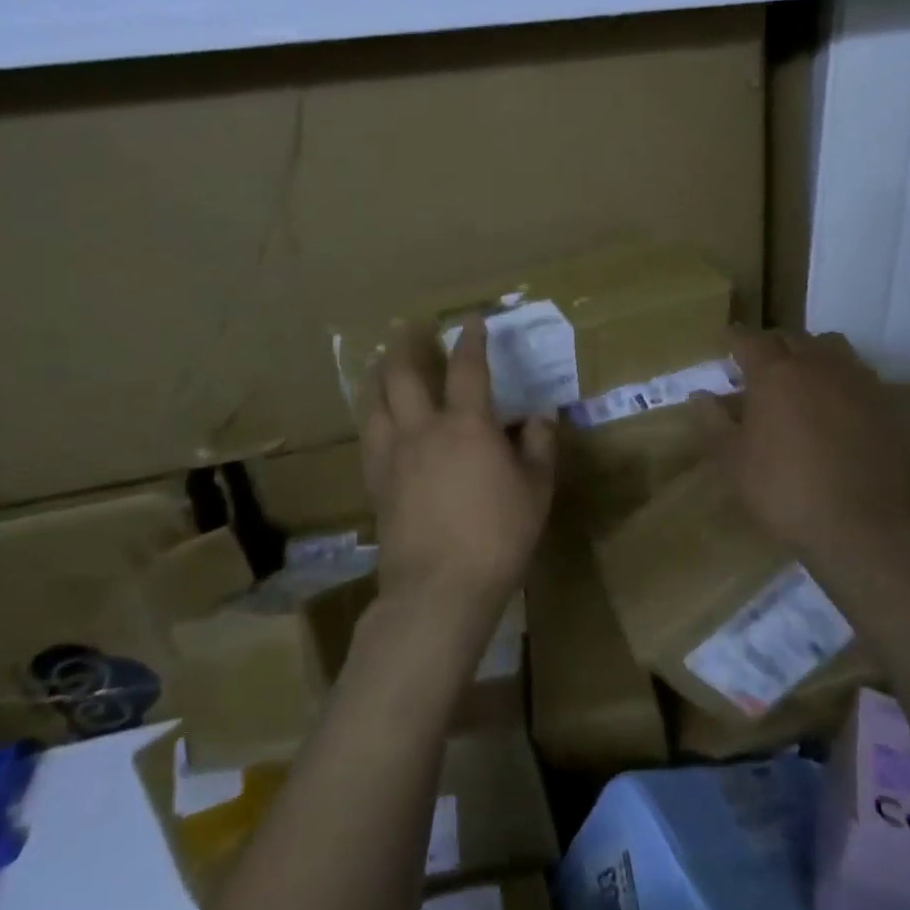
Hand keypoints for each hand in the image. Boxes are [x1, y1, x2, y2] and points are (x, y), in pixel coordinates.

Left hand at [361, 319, 555, 614]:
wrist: (440, 588)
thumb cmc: (498, 536)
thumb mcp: (536, 490)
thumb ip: (540, 447)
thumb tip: (541, 416)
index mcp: (467, 426)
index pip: (468, 369)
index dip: (471, 340)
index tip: (472, 321)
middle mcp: (423, 430)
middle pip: (402, 374)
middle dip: (405, 344)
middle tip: (408, 326)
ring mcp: (393, 456)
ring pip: (374, 402)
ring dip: (378, 375)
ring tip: (380, 362)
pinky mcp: (376, 483)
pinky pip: (368, 437)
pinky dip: (372, 417)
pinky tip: (376, 420)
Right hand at [692, 330, 909, 564]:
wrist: (864, 523)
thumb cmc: (785, 490)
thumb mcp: (734, 462)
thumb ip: (714, 423)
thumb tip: (701, 395)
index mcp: (774, 374)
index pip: (749, 339)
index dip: (734, 339)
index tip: (725, 343)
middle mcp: (816, 364)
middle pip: (790, 338)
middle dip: (770, 345)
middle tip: (756, 365)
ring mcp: (855, 379)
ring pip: (828, 346)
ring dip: (808, 353)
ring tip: (798, 376)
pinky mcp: (884, 401)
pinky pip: (855, 371)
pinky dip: (838, 375)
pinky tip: (833, 401)